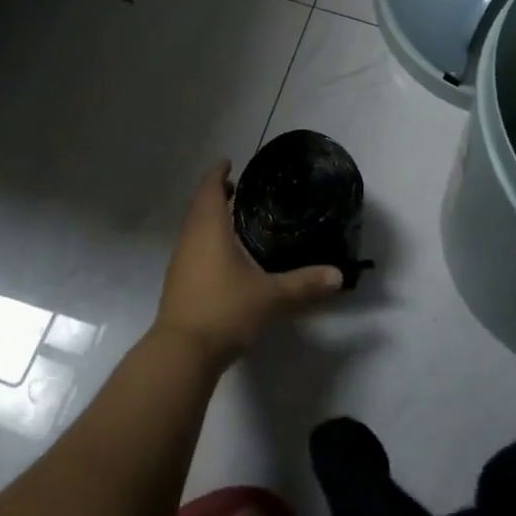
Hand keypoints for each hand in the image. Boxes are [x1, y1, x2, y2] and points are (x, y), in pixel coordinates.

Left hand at [154, 161, 343, 367]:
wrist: (181, 353)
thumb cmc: (224, 310)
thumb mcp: (271, 297)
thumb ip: (304, 284)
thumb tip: (338, 275)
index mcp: (209, 229)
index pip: (210, 189)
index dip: (218, 173)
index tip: (229, 162)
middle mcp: (190, 239)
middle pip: (200, 206)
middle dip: (217, 195)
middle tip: (239, 190)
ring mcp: (180, 263)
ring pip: (194, 229)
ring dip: (210, 219)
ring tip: (235, 220)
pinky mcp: (178, 284)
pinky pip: (193, 250)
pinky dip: (207, 242)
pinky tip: (225, 258)